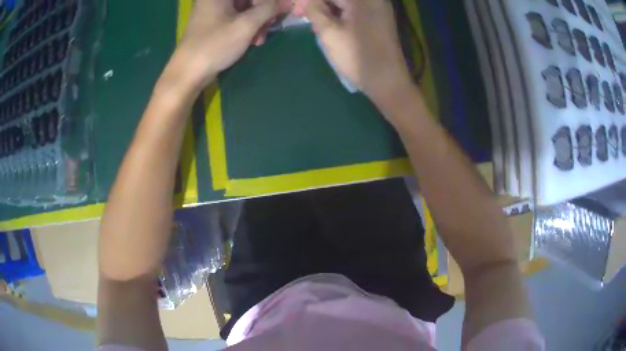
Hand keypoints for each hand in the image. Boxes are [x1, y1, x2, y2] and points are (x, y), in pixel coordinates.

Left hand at [167, 0, 280, 90]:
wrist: (188, 73)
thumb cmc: (215, 45)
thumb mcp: (245, 25)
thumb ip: (269, 10)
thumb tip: (289, 2)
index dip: (269, 2)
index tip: (281, 11)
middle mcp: (215, 0)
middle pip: (248, 0)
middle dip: (263, 11)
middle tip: (271, 26)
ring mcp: (213, 12)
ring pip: (244, 9)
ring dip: (257, 21)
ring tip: (259, 39)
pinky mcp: (213, 24)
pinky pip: (236, 18)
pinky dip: (247, 27)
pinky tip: (252, 40)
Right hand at [301, 0, 412, 103]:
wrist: (387, 81)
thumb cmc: (356, 55)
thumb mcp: (329, 32)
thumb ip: (314, 10)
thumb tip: (305, 1)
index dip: (310, 1)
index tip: (298, 11)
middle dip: (320, 4)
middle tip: (303, 16)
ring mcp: (378, 8)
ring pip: (345, 3)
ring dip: (328, 9)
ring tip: (316, 23)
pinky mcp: (379, 18)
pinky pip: (354, 9)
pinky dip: (340, 14)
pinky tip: (330, 25)